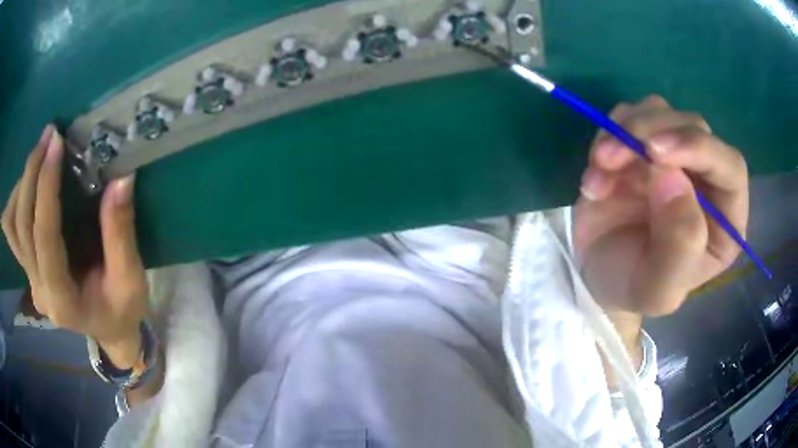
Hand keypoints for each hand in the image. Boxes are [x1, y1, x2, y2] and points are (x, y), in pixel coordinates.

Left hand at [2, 126, 147, 366]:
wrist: (109, 330)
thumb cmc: (122, 310)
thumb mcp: (130, 280)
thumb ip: (121, 234)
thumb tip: (122, 180)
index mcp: (62, 300)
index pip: (44, 237)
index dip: (47, 187)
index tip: (56, 144)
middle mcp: (39, 290)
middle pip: (22, 225)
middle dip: (32, 174)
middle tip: (49, 136)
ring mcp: (30, 280)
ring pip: (12, 225)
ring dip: (22, 185)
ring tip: (40, 153)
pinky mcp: (28, 269)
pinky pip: (12, 230)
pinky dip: (16, 200)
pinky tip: (30, 182)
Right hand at [574, 95, 747, 315]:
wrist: (597, 275)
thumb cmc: (633, 287)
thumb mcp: (658, 289)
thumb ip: (678, 246)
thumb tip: (672, 177)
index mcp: (725, 218)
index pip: (731, 167)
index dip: (700, 149)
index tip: (655, 153)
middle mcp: (706, 178)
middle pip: (693, 127)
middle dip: (652, 132)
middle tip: (611, 157)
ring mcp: (674, 155)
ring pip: (660, 111)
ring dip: (625, 131)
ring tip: (600, 167)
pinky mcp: (643, 143)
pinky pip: (629, 116)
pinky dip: (607, 135)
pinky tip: (596, 175)